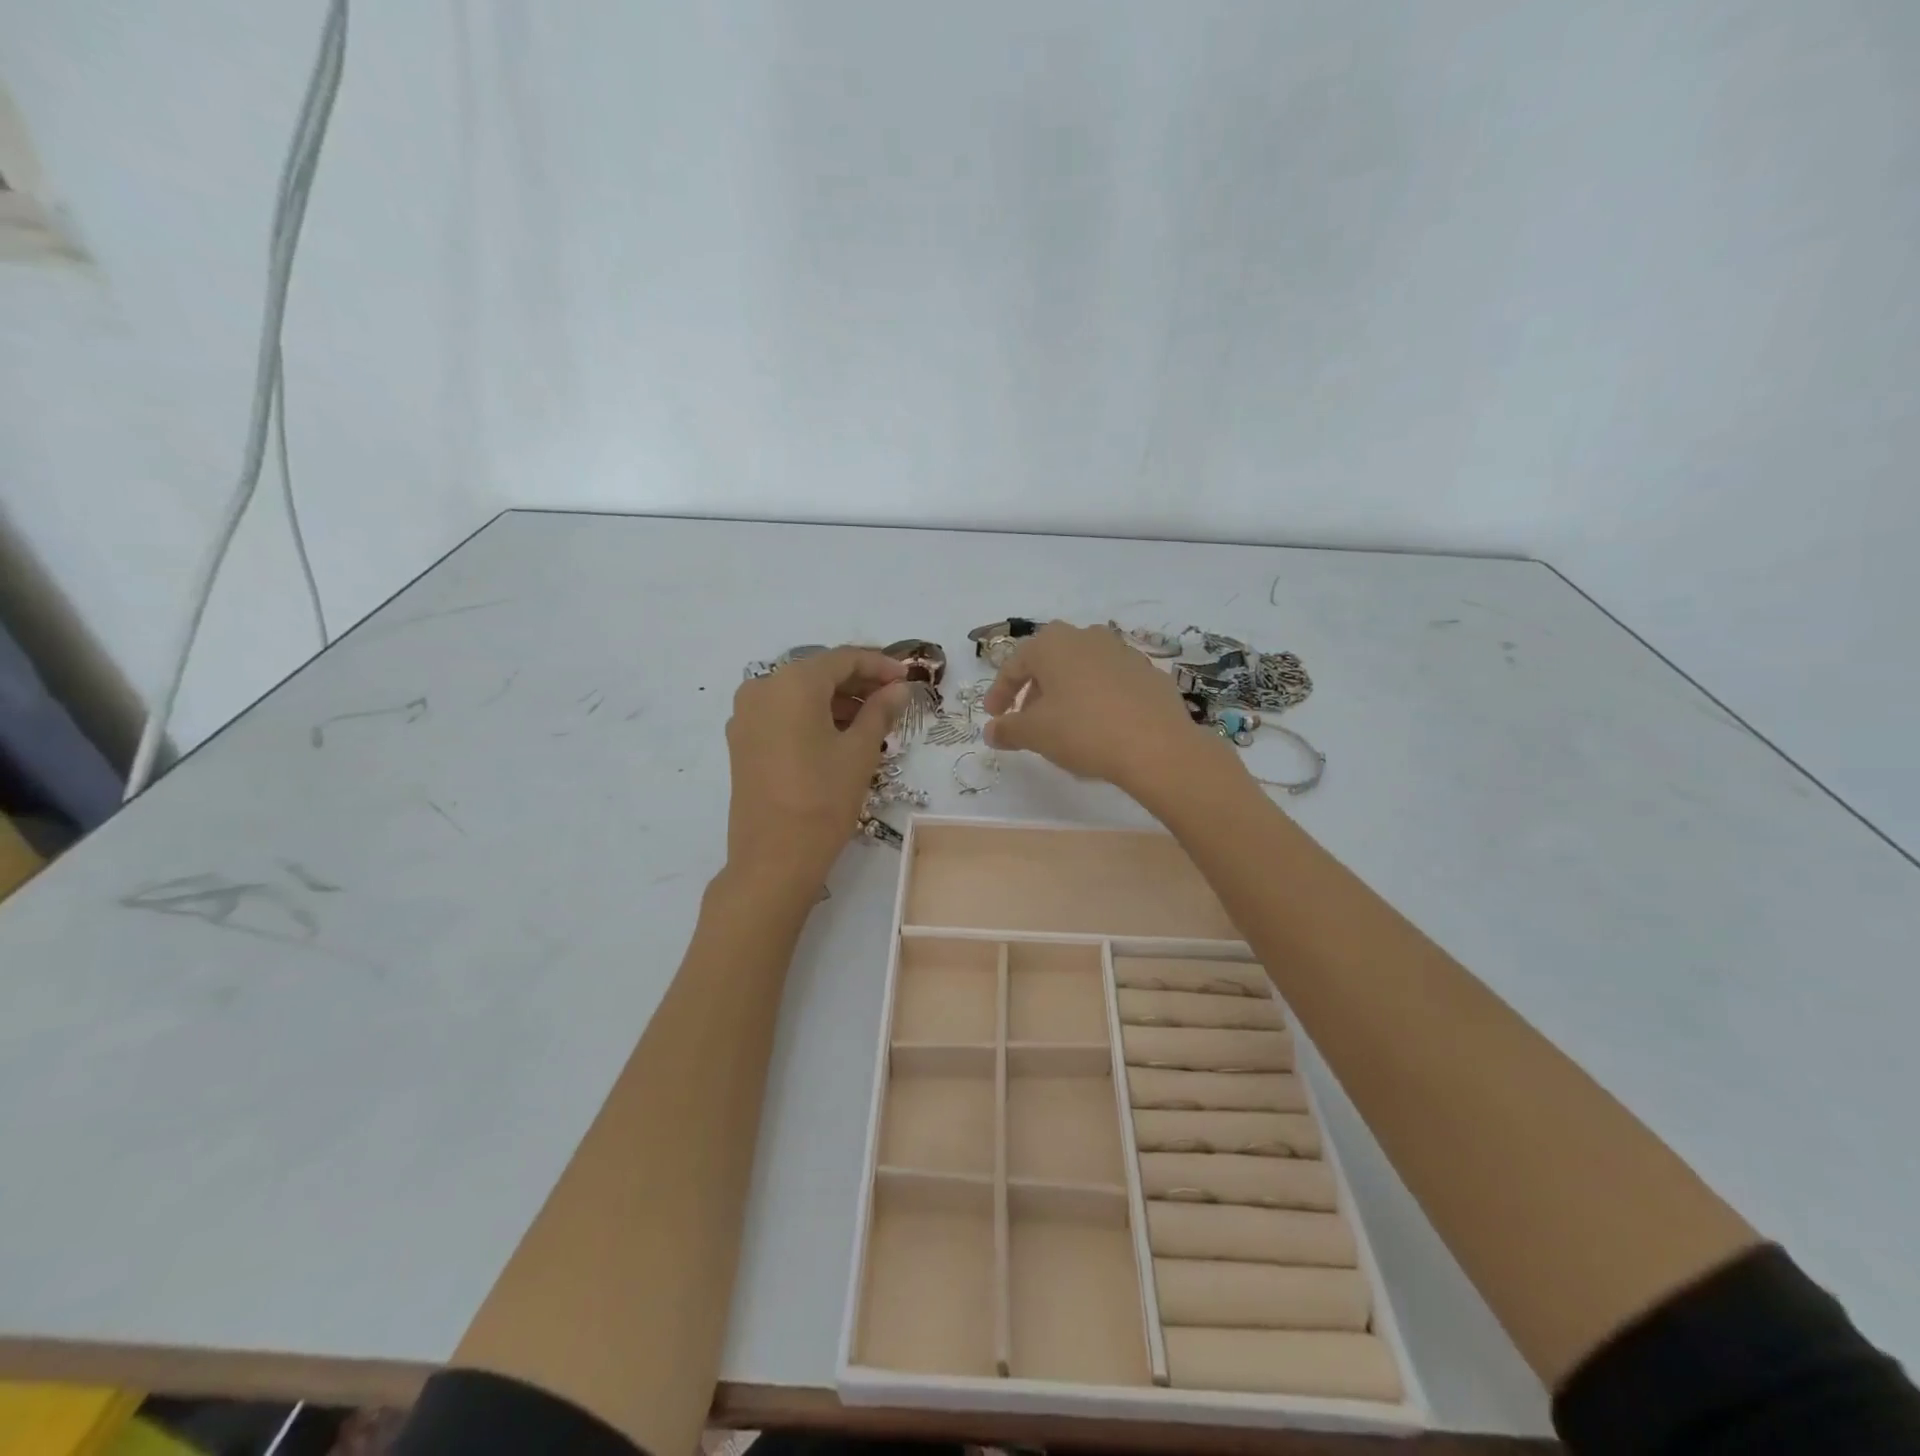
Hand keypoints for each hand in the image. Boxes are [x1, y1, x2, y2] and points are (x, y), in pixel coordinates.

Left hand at [724, 647, 908, 899]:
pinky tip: (839, 734)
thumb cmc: (823, 799)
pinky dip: (812, 716)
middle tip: (893, 697)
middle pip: (818, 673)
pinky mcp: (742, 741)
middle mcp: (762, 688)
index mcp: (792, 683)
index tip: (907, 677)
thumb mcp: (859, 752)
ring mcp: (746, 715)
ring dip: (836, 700)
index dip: (879, 664)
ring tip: (872, 719)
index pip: (842, 659)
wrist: (773, 858)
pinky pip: (782, 713)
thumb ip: (881, 710)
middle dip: (857, 682)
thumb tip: (899, 688)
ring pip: (799, 694)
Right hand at [983, 621, 1219, 796]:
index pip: (1015, 664)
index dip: (1000, 693)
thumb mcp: (1035, 734)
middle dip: (1034, 689)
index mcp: (1053, 644)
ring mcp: (1122, 651)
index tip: (994, 718)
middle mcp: (1087, 636)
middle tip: (1026, 718)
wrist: (1157, 746)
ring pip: (1082, 668)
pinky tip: (1099, 724)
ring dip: (1066, 691)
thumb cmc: (1083, 731)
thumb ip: (1008, 730)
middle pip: (1049, 661)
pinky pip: (1111, 682)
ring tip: (1063, 723)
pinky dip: (1097, 697)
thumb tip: (991, 731)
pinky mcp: (1149, 672)